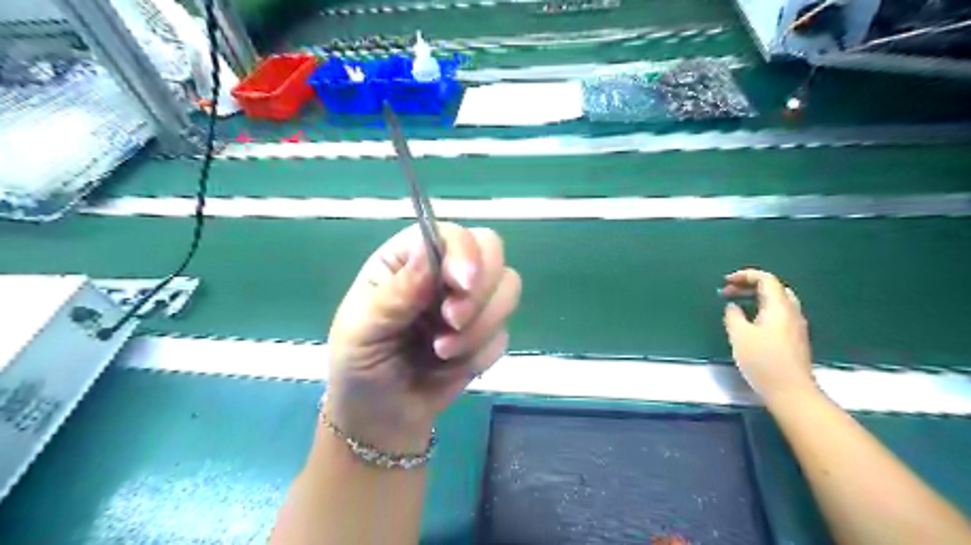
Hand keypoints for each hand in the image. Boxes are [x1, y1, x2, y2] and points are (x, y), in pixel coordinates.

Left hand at [326, 223, 522, 452]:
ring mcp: (470, 302)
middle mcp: (443, 273)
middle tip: (451, 321)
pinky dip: (480, 354)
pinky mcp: (486, 334)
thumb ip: (396, 292)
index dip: (464, 252)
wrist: (380, 419)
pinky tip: (450, 367)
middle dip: (479, 290)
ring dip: (480, 327)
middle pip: (492, 251)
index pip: (451, 234)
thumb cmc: (359, 367)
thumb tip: (429, 252)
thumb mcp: (362, 329)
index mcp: (408, 259)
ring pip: (508, 289)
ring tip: (441, 352)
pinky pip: (504, 334)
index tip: (461, 284)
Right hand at [721, 268, 817, 404]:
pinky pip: (778, 314)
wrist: (791, 391)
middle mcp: (792, 312)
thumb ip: (733, 316)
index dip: (745, 275)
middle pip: (774, 288)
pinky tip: (750, 322)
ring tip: (737, 304)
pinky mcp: (794, 339)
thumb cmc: (763, 360)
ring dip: (756, 298)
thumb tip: (733, 306)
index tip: (726, 282)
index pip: (766, 279)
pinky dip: (762, 309)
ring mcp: (795, 326)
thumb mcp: (739, 335)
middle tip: (729, 291)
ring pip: (777, 301)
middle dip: (750, 285)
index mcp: (779, 307)